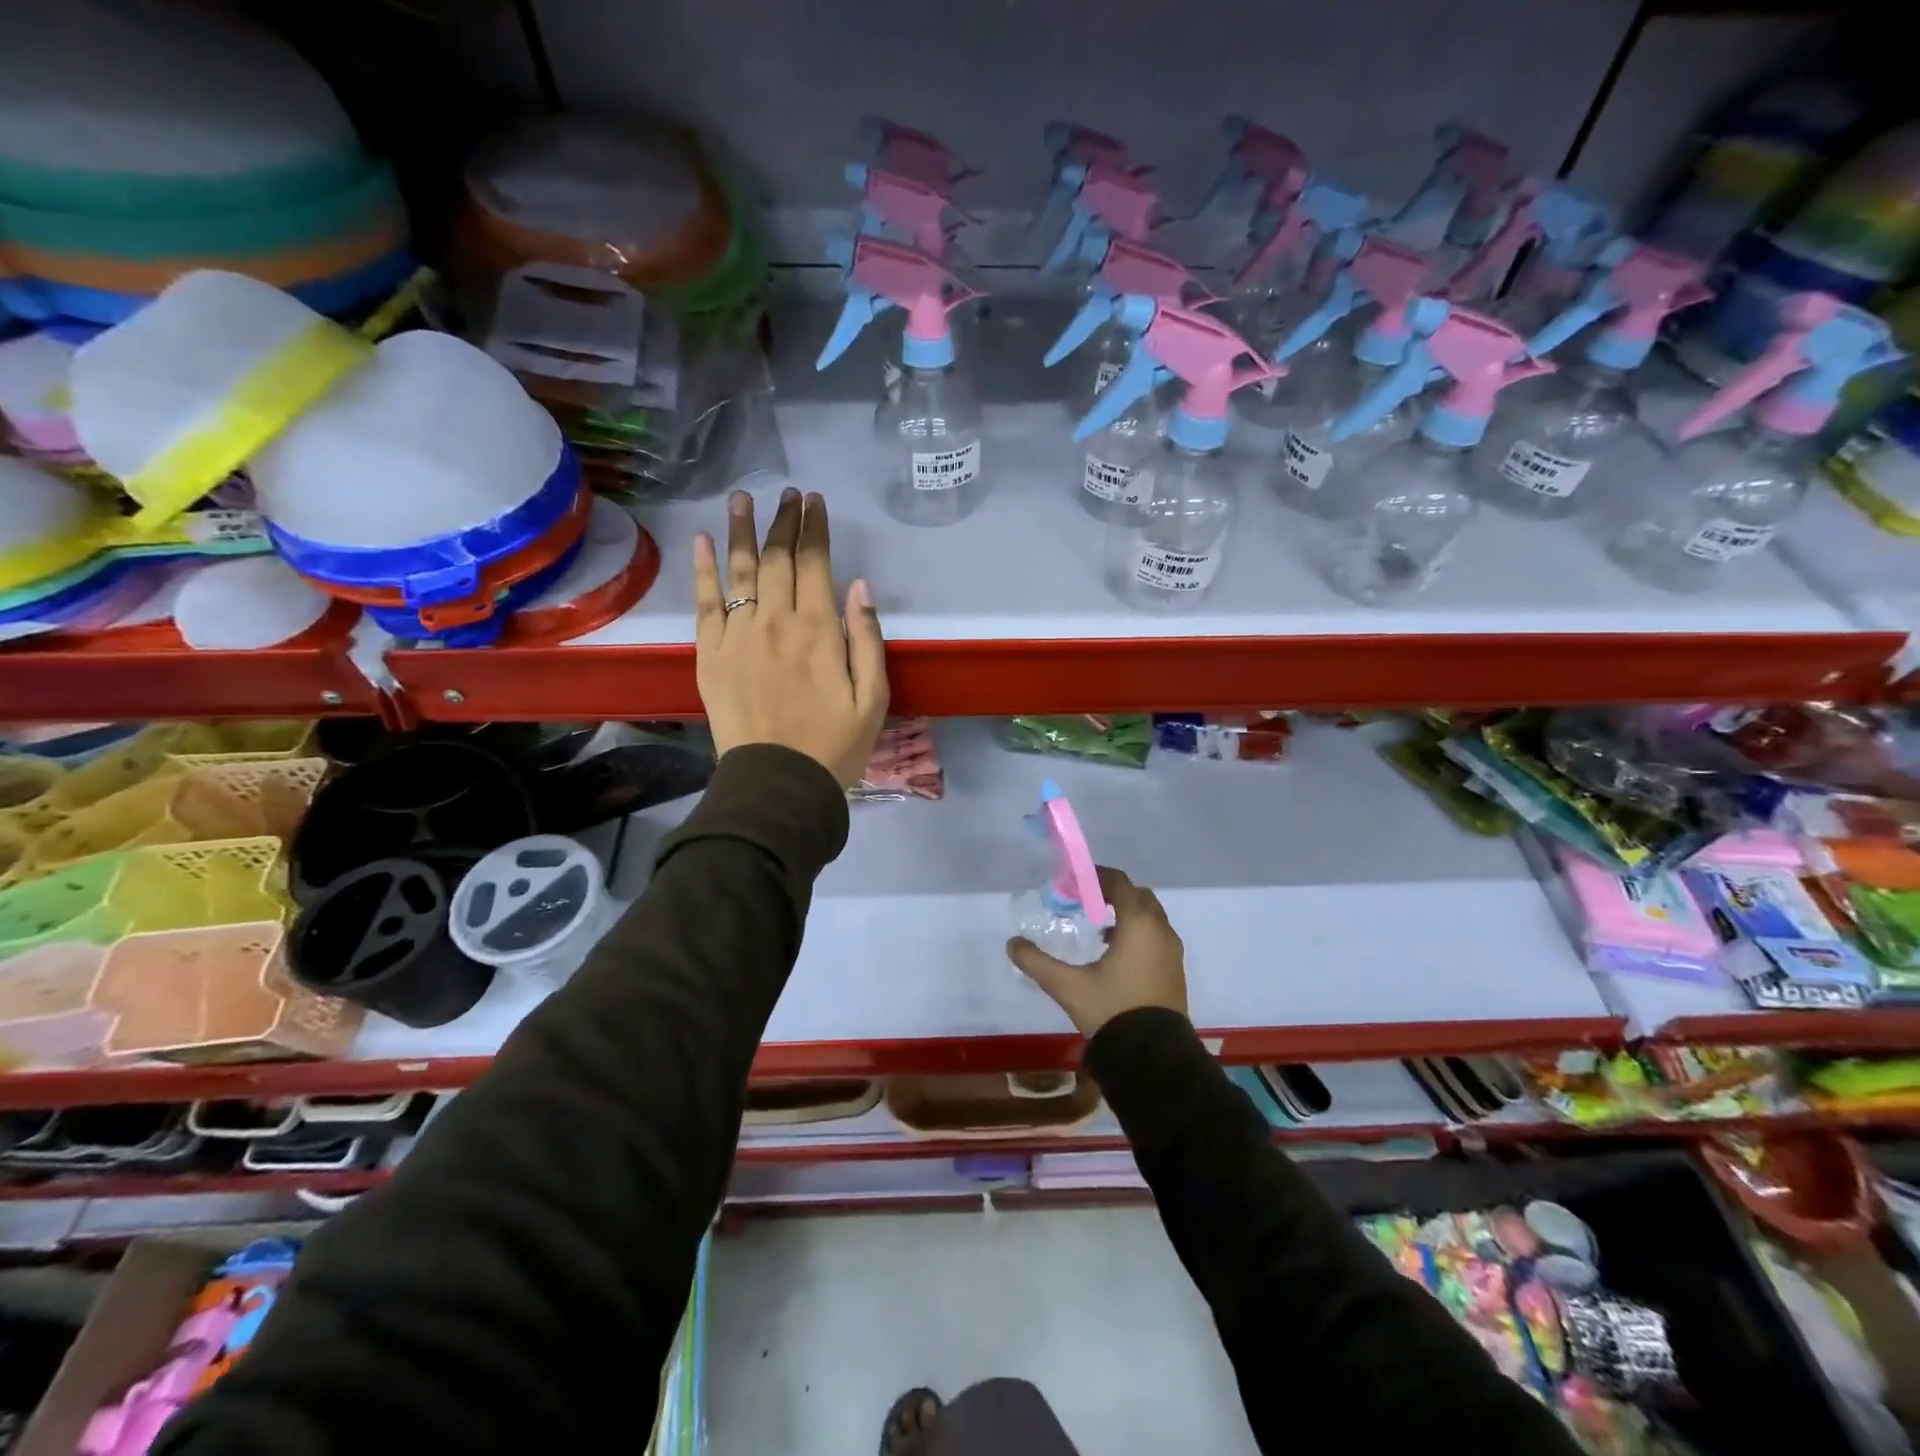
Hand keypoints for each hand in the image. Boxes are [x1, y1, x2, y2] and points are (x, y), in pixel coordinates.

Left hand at [692, 488, 888, 786]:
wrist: (778, 784)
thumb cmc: (834, 745)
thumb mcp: (873, 698)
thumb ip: (866, 639)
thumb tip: (858, 586)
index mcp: (818, 630)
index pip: (815, 563)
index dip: (814, 528)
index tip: (815, 501)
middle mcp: (775, 622)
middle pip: (777, 558)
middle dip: (784, 521)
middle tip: (788, 494)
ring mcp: (737, 636)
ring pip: (739, 570)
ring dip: (742, 530)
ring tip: (742, 498)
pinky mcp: (709, 655)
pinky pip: (704, 603)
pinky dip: (703, 569)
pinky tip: (704, 542)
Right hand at [1006, 866, 1187, 1038]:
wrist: (1154, 1058)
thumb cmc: (1112, 1011)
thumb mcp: (1068, 987)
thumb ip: (1037, 962)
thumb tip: (1012, 943)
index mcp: (1138, 924)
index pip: (1120, 883)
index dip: (1096, 877)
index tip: (1073, 883)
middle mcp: (1160, 931)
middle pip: (1138, 896)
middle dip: (1113, 894)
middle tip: (1085, 902)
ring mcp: (1172, 952)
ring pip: (1151, 918)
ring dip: (1127, 915)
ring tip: (1098, 930)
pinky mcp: (1175, 972)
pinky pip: (1157, 937)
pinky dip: (1138, 934)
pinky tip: (1116, 956)